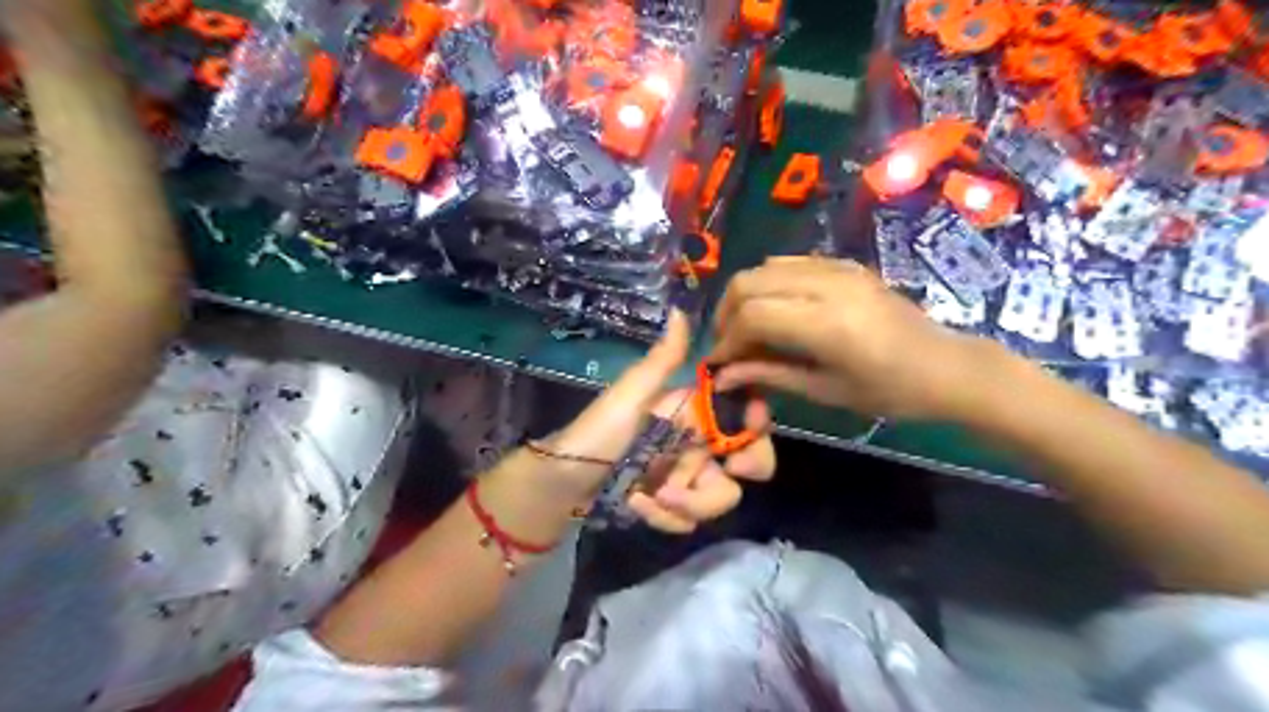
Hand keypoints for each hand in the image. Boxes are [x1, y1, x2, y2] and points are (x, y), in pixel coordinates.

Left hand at [535, 313, 773, 534]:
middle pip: (749, 461)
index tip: (752, 425)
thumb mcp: (630, 393)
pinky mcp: (671, 507)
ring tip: (651, 495)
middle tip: (722, 472)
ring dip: (690, 502)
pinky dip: (664, 517)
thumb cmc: (598, 431)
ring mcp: (686, 479)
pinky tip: (637, 504)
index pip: (745, 415)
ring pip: (720, 497)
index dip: (757, 423)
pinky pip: (688, 520)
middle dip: (740, 470)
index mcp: (693, 413)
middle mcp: (697, 445)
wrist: (563, 480)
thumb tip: (679, 310)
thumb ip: (661, 360)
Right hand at [710, 259, 983, 419]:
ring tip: (745, 329)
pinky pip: (789, 263)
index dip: (726, 339)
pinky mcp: (844, 264)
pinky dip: (769, 284)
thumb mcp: (825, 390)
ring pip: (764, 268)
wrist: (946, 366)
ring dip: (744, 296)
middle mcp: (828, 285)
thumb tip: (721, 376)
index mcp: (827, 323)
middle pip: (748, 282)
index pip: (752, 315)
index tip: (717, 364)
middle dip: (726, 314)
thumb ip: (769, 375)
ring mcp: (837, 268)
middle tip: (727, 345)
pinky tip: (774, 309)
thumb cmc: (890, 391)